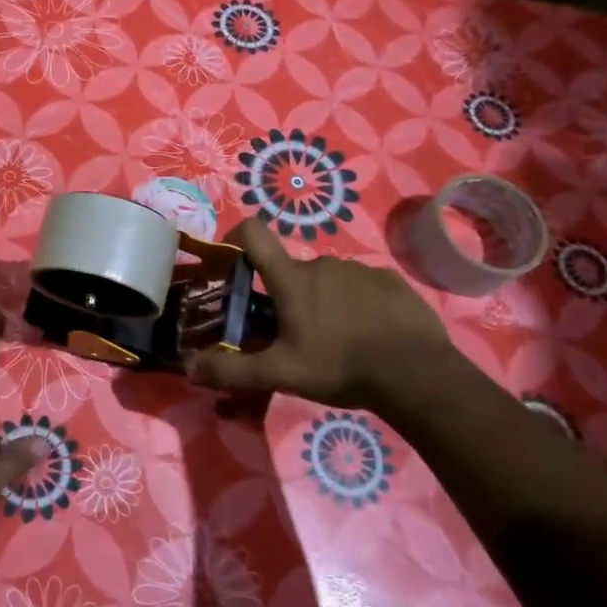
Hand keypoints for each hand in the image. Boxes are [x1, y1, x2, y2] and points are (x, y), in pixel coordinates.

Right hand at [186, 219, 456, 411]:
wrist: (416, 374)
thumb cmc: (339, 366)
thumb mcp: (280, 374)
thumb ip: (232, 370)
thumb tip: (189, 368)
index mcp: (291, 279)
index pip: (254, 232)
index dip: (237, 236)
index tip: (234, 259)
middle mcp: (323, 263)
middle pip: (292, 270)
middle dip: (287, 296)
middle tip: (293, 335)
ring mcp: (360, 269)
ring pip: (328, 280)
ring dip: (323, 301)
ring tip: (336, 340)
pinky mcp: (391, 281)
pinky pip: (362, 286)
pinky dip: (357, 304)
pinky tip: (369, 335)